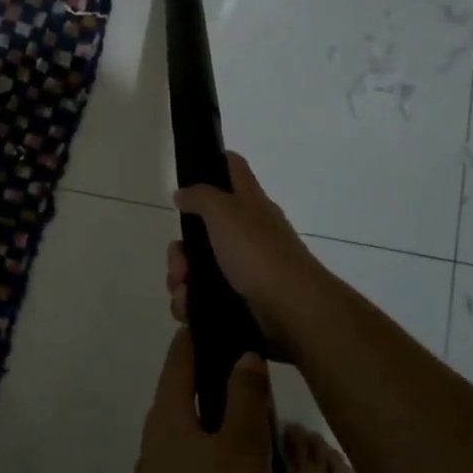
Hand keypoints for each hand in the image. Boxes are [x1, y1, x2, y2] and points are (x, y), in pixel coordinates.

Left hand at [131, 329, 281, 472]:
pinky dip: (232, 467)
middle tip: (265, 377)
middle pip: (190, 395)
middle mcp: (157, 440)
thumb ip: (245, 398)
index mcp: (167, 416)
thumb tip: (243, 355)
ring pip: (201, 437)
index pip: (181, 356)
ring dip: (233, 430)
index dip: (203, 333)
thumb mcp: (243, 452)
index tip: (230, 317)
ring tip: (273, 430)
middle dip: (225, 383)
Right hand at [168, 152, 327, 364]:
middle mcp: (247, 233)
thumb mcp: (225, 213)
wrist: (291, 310)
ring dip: (182, 280)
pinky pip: (205, 298)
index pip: (233, 168)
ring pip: (198, 268)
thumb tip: (182, 193)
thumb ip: (201, 197)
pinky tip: (189, 309)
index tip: (187, 174)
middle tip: (180, 263)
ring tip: (183, 292)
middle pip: (202, 230)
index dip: (212, 163)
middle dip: (181, 250)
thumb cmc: (258, 253)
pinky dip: (192, 303)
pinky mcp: (240, 300)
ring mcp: (245, 269)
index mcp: (249, 204)